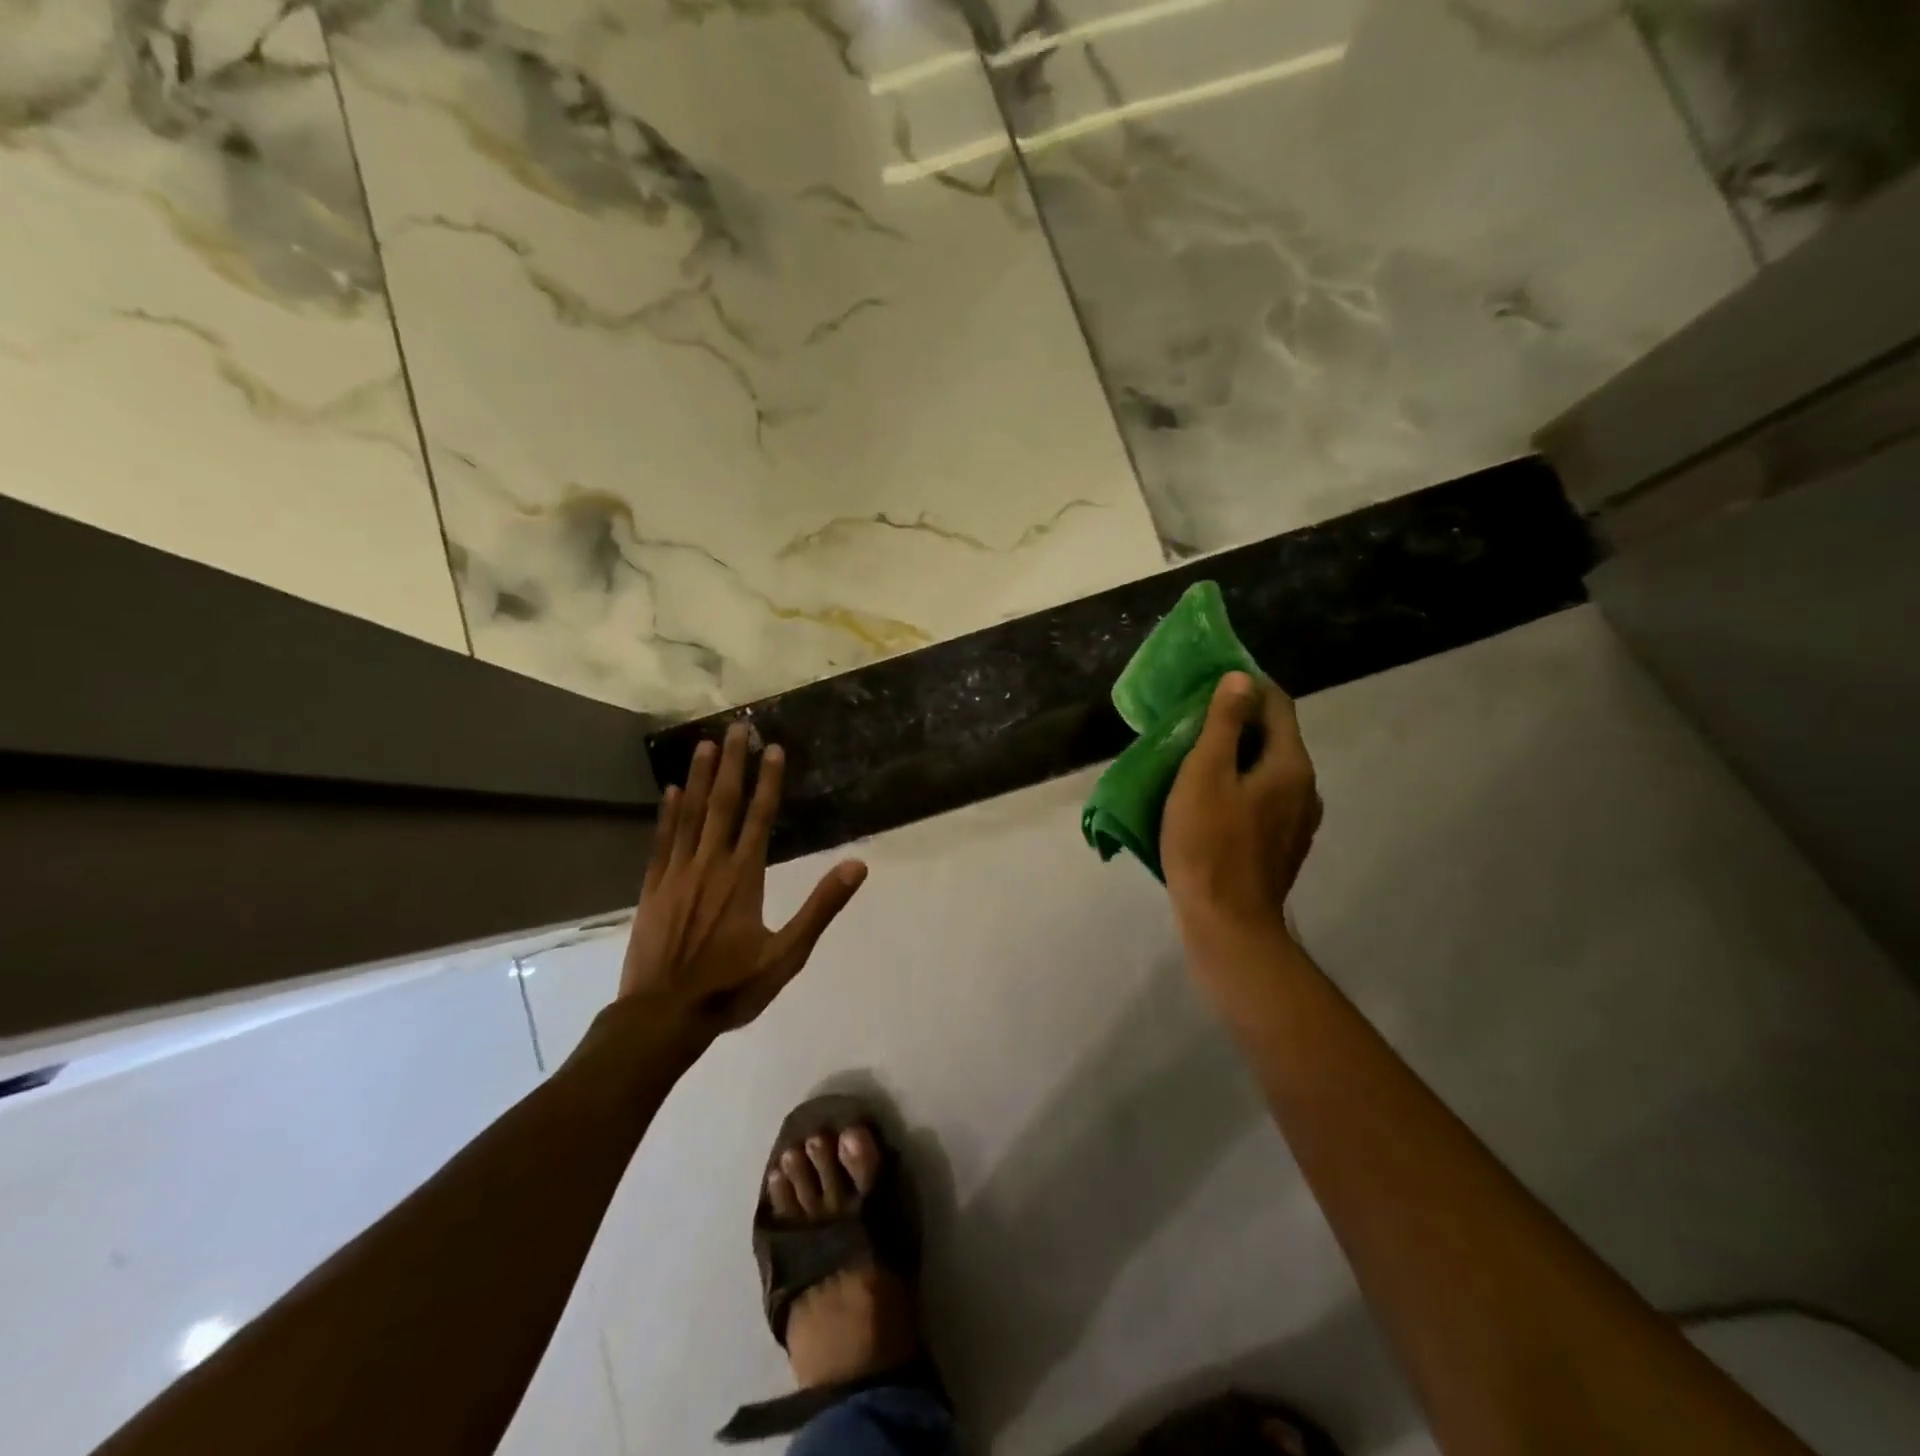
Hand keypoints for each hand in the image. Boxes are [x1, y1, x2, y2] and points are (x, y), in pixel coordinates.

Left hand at [620, 723, 867, 1036]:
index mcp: (744, 878)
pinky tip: (670, 792)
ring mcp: (677, 874)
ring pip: (690, 815)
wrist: (662, 1017)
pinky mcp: (653, 889)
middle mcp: (710, 865)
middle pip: (723, 804)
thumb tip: (857, 866)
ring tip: (704, 744)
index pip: (760, 817)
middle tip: (737, 727)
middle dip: (732, 764)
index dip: (768, 781)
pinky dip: (667, 814)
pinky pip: (662, 841)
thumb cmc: (731, 988)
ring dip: (698, 777)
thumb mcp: (788, 955)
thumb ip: (822, 907)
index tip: (773, 748)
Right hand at [1161, 672, 1320, 956]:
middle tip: (1194, 722)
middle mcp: (1305, 789)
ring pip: (1268, 772)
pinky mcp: (1283, 847)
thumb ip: (1224, 725)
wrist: (1227, 924)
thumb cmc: (1209, 845)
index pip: (1277, 705)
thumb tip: (1241, 679)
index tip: (1210, 683)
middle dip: (1238, 723)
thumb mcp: (1205, 775)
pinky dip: (1241, 788)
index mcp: (1290, 765)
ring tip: (1198, 761)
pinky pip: (1264, 801)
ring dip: (1238, 758)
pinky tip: (1211, 803)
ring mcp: (1298, 822)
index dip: (1247, 687)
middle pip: (1274, 739)